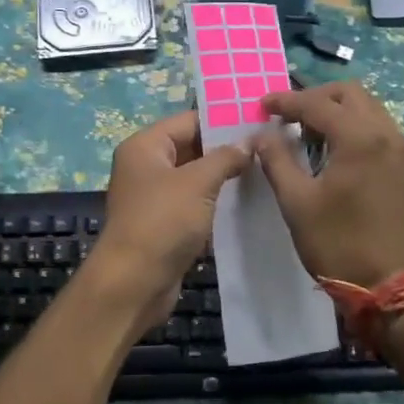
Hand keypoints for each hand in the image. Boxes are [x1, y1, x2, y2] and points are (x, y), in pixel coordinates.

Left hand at [94, 110, 252, 331]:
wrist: (134, 283)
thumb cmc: (163, 222)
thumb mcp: (198, 183)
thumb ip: (225, 157)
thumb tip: (249, 141)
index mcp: (145, 146)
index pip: (189, 121)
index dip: (223, 121)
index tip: (259, 122)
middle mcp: (146, 166)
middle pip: (191, 147)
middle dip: (226, 149)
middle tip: (268, 147)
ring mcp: (154, 196)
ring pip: (195, 177)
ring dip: (224, 176)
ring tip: (265, 171)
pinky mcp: (164, 223)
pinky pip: (194, 203)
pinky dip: (215, 201)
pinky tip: (246, 201)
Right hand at [256, 82, 403, 288]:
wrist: (390, 285)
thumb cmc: (338, 243)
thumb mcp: (296, 202)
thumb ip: (276, 159)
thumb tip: (262, 134)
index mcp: (360, 138)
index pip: (317, 104)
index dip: (285, 101)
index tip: (261, 105)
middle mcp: (387, 134)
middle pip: (349, 94)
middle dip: (315, 98)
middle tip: (287, 116)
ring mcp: (401, 150)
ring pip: (367, 108)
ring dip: (336, 111)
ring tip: (306, 132)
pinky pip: (378, 129)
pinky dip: (354, 127)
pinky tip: (333, 150)